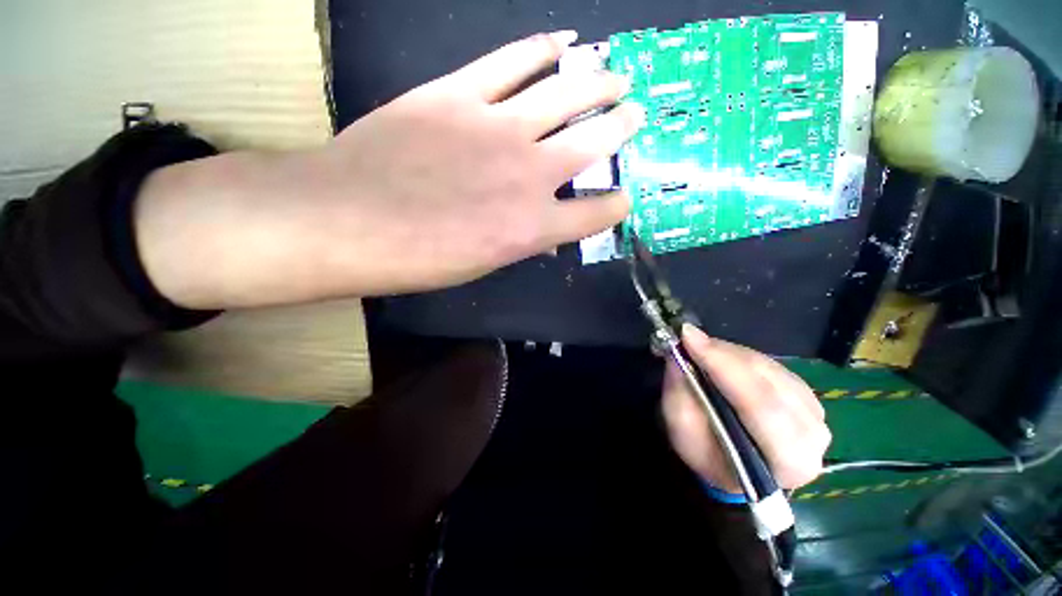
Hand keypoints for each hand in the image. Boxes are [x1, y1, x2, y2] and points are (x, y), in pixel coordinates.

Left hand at [135, 31, 645, 309]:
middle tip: (635, 115)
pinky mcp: (459, 92)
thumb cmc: (420, 257)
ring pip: (565, 93)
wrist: (350, 221)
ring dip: (598, 83)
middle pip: (594, 141)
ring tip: (615, 75)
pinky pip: (512, 60)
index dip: (616, 205)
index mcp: (533, 227)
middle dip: (622, 128)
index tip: (623, 199)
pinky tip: (563, 42)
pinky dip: (543, 48)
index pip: (597, 213)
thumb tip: (545, 232)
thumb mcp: (484, 263)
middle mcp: (529, 174)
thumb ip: (522, 240)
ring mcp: (497, 126)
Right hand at [662, 326, 830, 493]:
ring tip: (699, 350)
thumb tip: (679, 353)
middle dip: (722, 355)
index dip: (722, 366)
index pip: (759, 405)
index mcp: (788, 462)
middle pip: (766, 382)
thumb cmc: (706, 454)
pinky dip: (739, 355)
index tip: (688, 337)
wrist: (733, 463)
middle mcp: (812, 436)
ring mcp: (814, 412)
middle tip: (688, 338)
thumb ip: (681, 392)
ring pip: (768, 368)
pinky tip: (720, 357)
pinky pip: (771, 364)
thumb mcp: (681, 428)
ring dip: (728, 353)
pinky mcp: (806, 393)